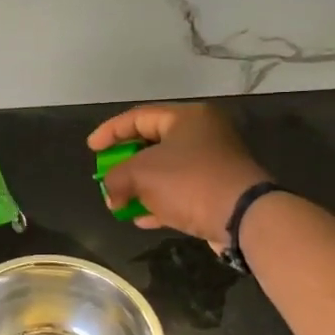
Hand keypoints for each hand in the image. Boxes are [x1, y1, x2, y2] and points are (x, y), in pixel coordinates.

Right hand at [88, 103, 269, 243]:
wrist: (243, 217)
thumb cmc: (189, 182)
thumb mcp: (141, 174)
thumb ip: (116, 178)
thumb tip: (111, 194)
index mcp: (187, 118)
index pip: (138, 116)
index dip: (110, 131)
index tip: (91, 149)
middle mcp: (203, 134)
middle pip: (152, 143)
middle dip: (125, 163)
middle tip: (106, 175)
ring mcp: (213, 163)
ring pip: (166, 170)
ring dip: (140, 186)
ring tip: (119, 201)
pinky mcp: (217, 190)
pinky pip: (180, 192)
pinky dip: (159, 201)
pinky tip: (141, 218)